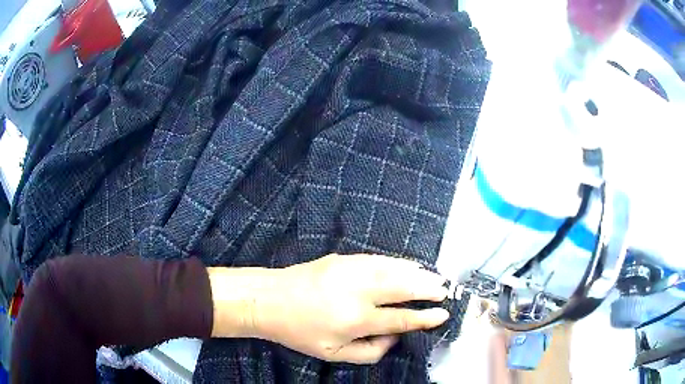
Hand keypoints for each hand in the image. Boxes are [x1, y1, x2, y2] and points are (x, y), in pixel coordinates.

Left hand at [209, 254, 449, 363]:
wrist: (269, 299)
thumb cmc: (300, 332)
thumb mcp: (333, 354)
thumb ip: (370, 352)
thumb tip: (395, 339)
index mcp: (353, 319)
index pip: (399, 319)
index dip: (423, 318)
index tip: (442, 315)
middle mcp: (356, 291)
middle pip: (402, 286)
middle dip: (427, 288)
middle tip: (444, 291)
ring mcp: (349, 270)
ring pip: (393, 268)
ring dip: (417, 272)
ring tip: (434, 278)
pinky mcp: (343, 258)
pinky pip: (379, 259)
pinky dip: (398, 262)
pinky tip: (409, 265)